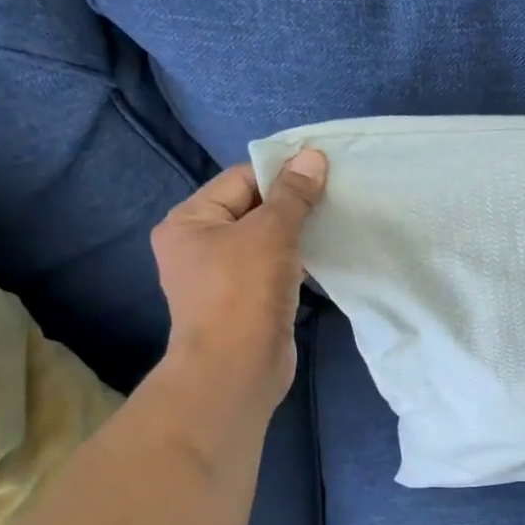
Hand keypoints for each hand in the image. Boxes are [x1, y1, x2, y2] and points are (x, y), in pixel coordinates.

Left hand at [151, 150, 327, 412]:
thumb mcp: (271, 233)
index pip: (239, 180)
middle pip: (252, 210)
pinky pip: (273, 270)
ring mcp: (222, 278)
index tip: (323, 173)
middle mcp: (199, 246)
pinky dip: (296, 263)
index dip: (280, 173)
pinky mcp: (246, 303)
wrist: (237, 369)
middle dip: (292, 205)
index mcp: (190, 220)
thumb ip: (293, 195)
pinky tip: (323, 259)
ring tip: (334, 225)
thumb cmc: (243, 292)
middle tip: (334, 198)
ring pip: (265, 242)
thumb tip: (313, 156)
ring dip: (297, 235)